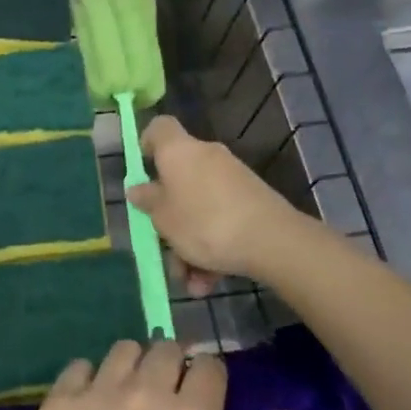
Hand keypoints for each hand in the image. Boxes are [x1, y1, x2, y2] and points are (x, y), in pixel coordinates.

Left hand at [9, 339, 292, 409]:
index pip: (210, 366)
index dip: (211, 379)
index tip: (205, 400)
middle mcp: (145, 390)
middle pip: (165, 349)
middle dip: (174, 366)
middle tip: (168, 400)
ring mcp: (98, 391)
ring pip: (123, 350)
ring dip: (134, 365)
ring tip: (130, 398)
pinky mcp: (59, 402)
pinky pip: (79, 366)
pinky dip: (90, 378)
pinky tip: (92, 407)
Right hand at [127, 115, 312, 284]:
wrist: (272, 241)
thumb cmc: (204, 222)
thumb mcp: (163, 218)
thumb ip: (148, 201)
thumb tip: (138, 188)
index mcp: (179, 151)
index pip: (159, 128)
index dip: (146, 144)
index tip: (141, 171)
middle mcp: (206, 156)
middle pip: (178, 180)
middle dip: (169, 218)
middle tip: (163, 246)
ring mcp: (232, 178)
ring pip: (199, 208)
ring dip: (190, 244)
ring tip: (190, 280)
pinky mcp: (251, 200)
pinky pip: (221, 220)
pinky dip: (213, 247)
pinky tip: (209, 281)